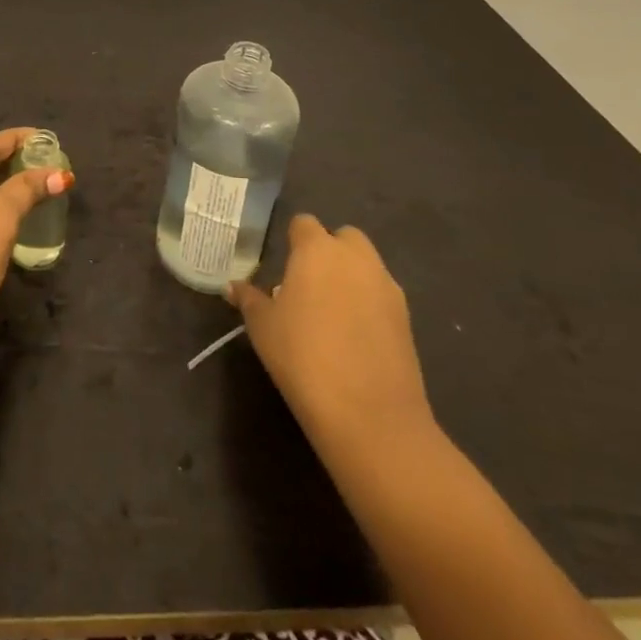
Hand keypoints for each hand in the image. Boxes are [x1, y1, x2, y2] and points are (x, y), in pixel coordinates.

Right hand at [229, 215, 434, 464]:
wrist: (370, 415)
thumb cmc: (303, 357)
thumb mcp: (262, 327)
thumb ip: (249, 299)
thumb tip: (233, 286)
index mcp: (317, 250)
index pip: (304, 223)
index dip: (293, 239)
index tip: (282, 264)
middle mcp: (355, 258)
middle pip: (343, 237)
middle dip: (329, 251)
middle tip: (308, 283)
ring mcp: (386, 287)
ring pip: (366, 265)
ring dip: (350, 276)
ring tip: (330, 311)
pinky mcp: (407, 318)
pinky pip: (381, 295)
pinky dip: (369, 303)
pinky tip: (353, 335)